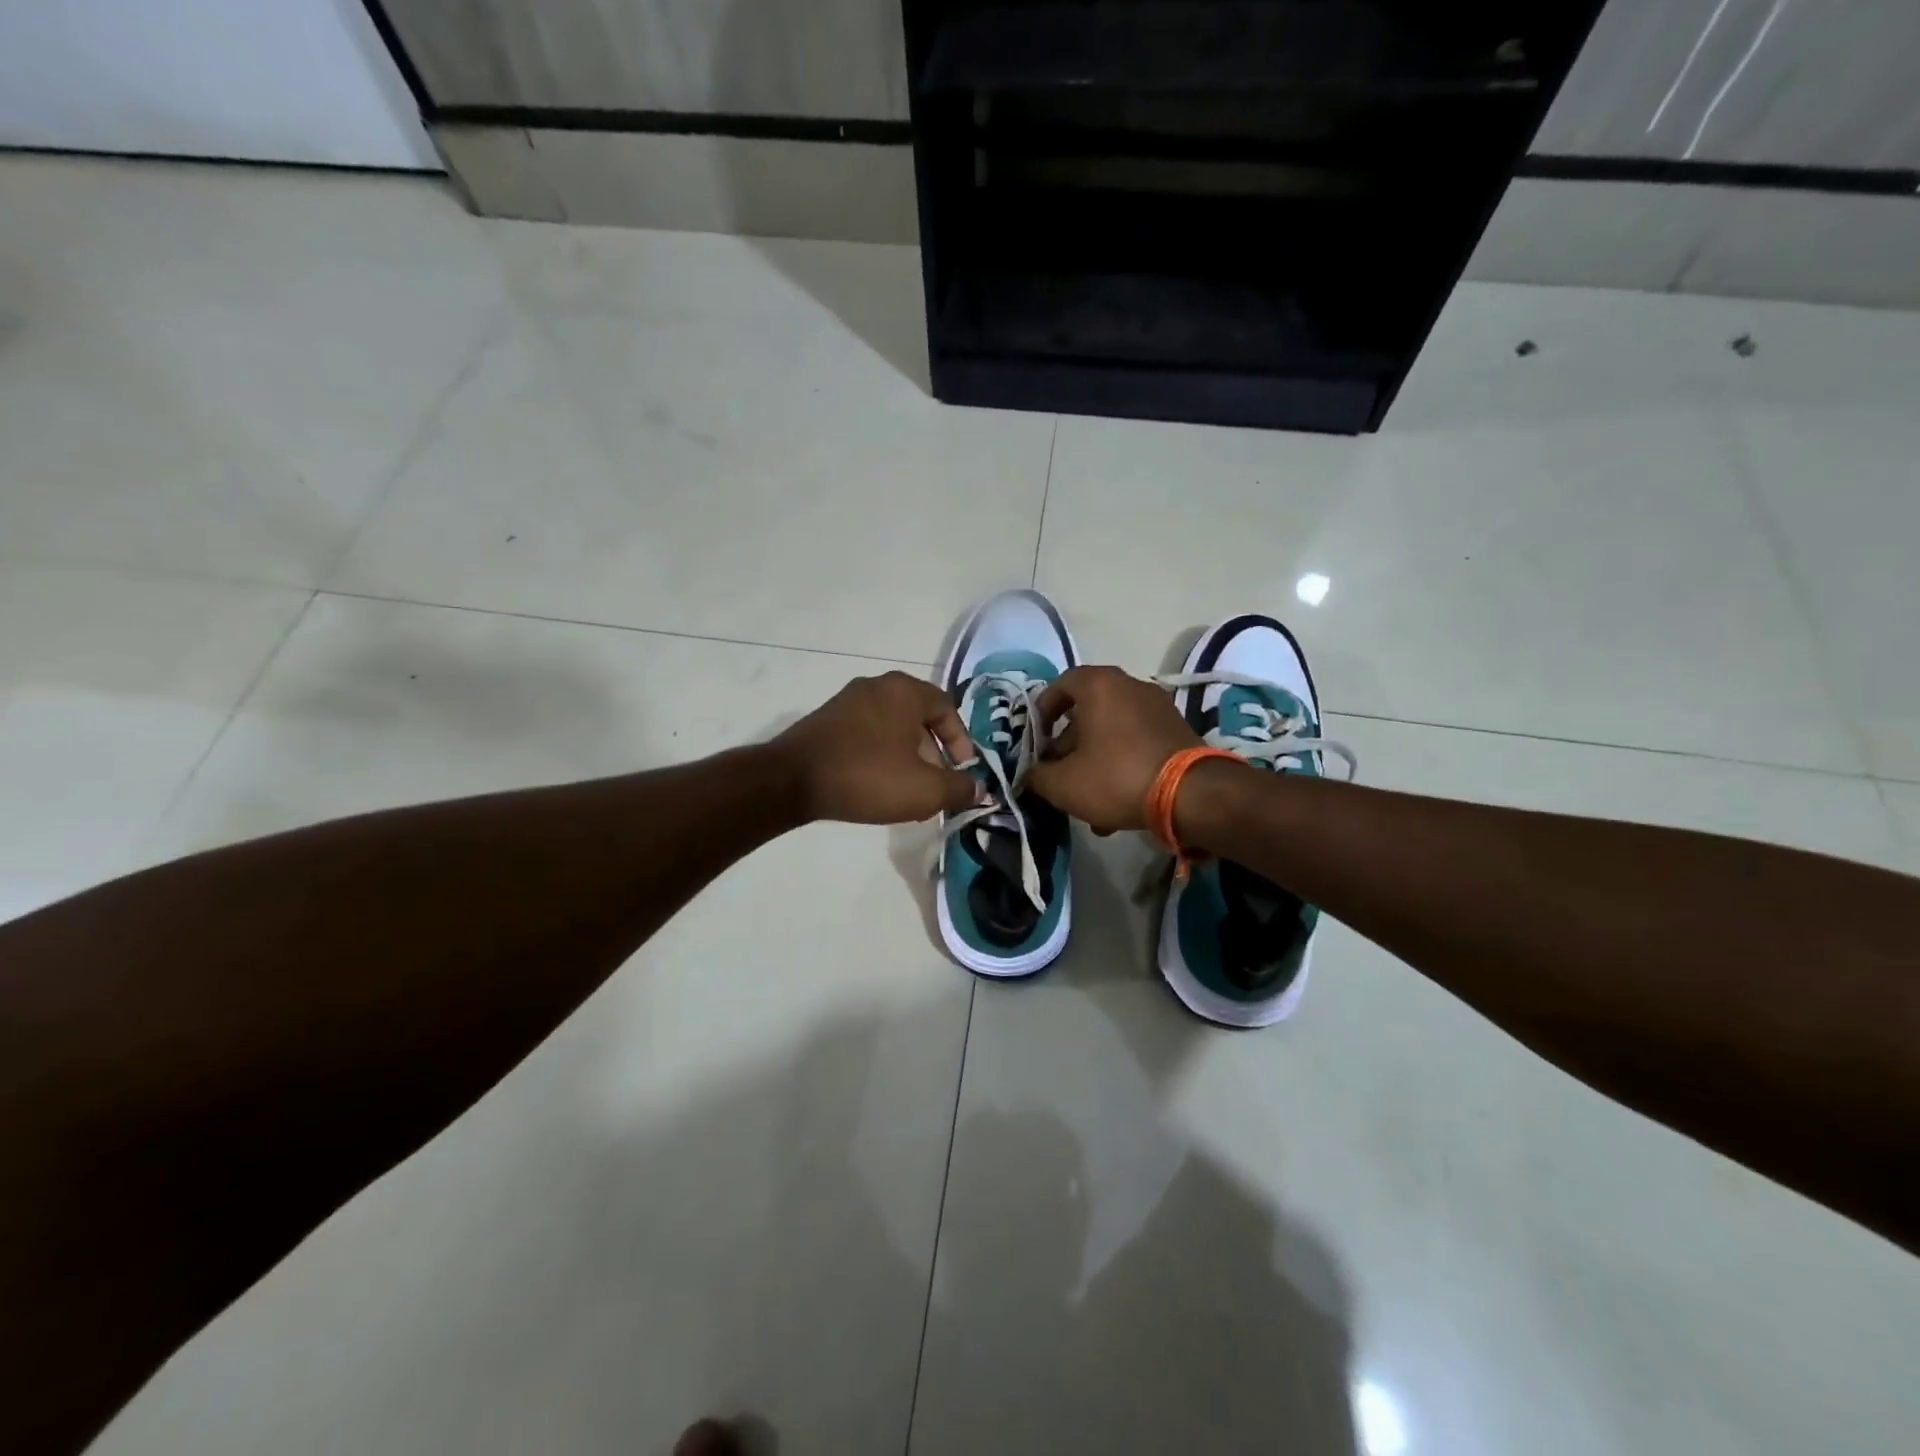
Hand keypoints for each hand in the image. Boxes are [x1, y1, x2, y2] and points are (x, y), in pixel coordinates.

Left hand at [773, 671, 985, 824]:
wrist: (791, 780)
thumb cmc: (868, 776)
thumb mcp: (925, 790)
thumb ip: (959, 787)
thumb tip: (978, 788)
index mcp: (905, 691)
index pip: (947, 708)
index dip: (961, 742)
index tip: (962, 771)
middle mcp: (877, 686)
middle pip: (919, 718)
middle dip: (933, 753)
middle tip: (936, 784)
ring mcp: (847, 700)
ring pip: (892, 727)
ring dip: (907, 757)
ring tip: (907, 790)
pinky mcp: (826, 719)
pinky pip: (867, 733)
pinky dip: (880, 755)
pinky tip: (876, 784)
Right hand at [1027, 666, 1201, 833]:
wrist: (1191, 795)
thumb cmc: (1117, 777)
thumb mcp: (1063, 784)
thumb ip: (1037, 776)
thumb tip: (1029, 775)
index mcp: (1099, 685)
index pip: (1061, 684)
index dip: (1042, 710)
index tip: (1036, 739)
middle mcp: (1130, 686)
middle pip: (1087, 710)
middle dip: (1068, 744)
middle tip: (1058, 772)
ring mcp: (1158, 707)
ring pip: (1111, 731)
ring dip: (1093, 759)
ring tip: (1085, 798)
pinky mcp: (1176, 731)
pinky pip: (1135, 743)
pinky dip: (1120, 764)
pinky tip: (1116, 804)